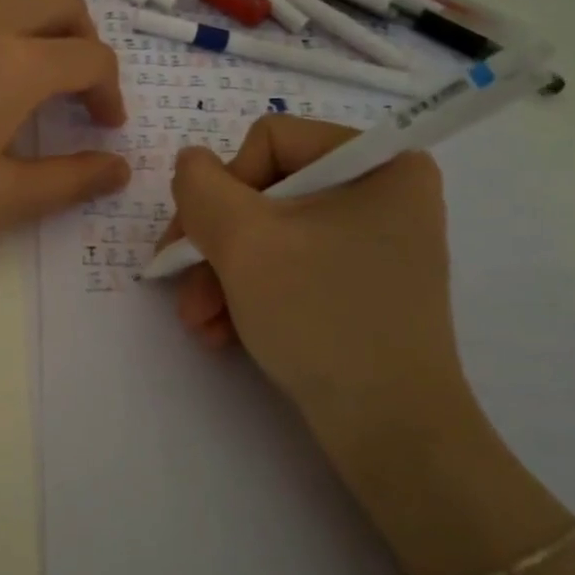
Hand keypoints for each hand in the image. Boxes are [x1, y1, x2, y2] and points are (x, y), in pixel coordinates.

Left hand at [0, 0, 130, 249]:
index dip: (110, 92)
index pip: (92, 61)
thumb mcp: (0, 199)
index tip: (104, 128)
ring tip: (44, 52)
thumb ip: (70, 182)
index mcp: (22, 67)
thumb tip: (122, 168)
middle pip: (63, 11)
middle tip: (77, 92)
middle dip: (85, 47)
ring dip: (45, 17)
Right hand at [163, 116, 480, 494]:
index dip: (224, 189)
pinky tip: (223, 331)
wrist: (390, 433)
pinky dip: (248, 293)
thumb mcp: (244, 240)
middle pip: (263, 191)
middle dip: (214, 245)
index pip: (269, 141)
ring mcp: (371, 241)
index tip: (202, 242)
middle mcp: (381, 192)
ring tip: (200, 322)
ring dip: (220, 275)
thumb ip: (200, 186)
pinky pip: (288, 265)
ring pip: (267, 233)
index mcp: (378, 162)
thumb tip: (190, 165)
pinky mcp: (358, 282)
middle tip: (184, 290)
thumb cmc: (322, 317)